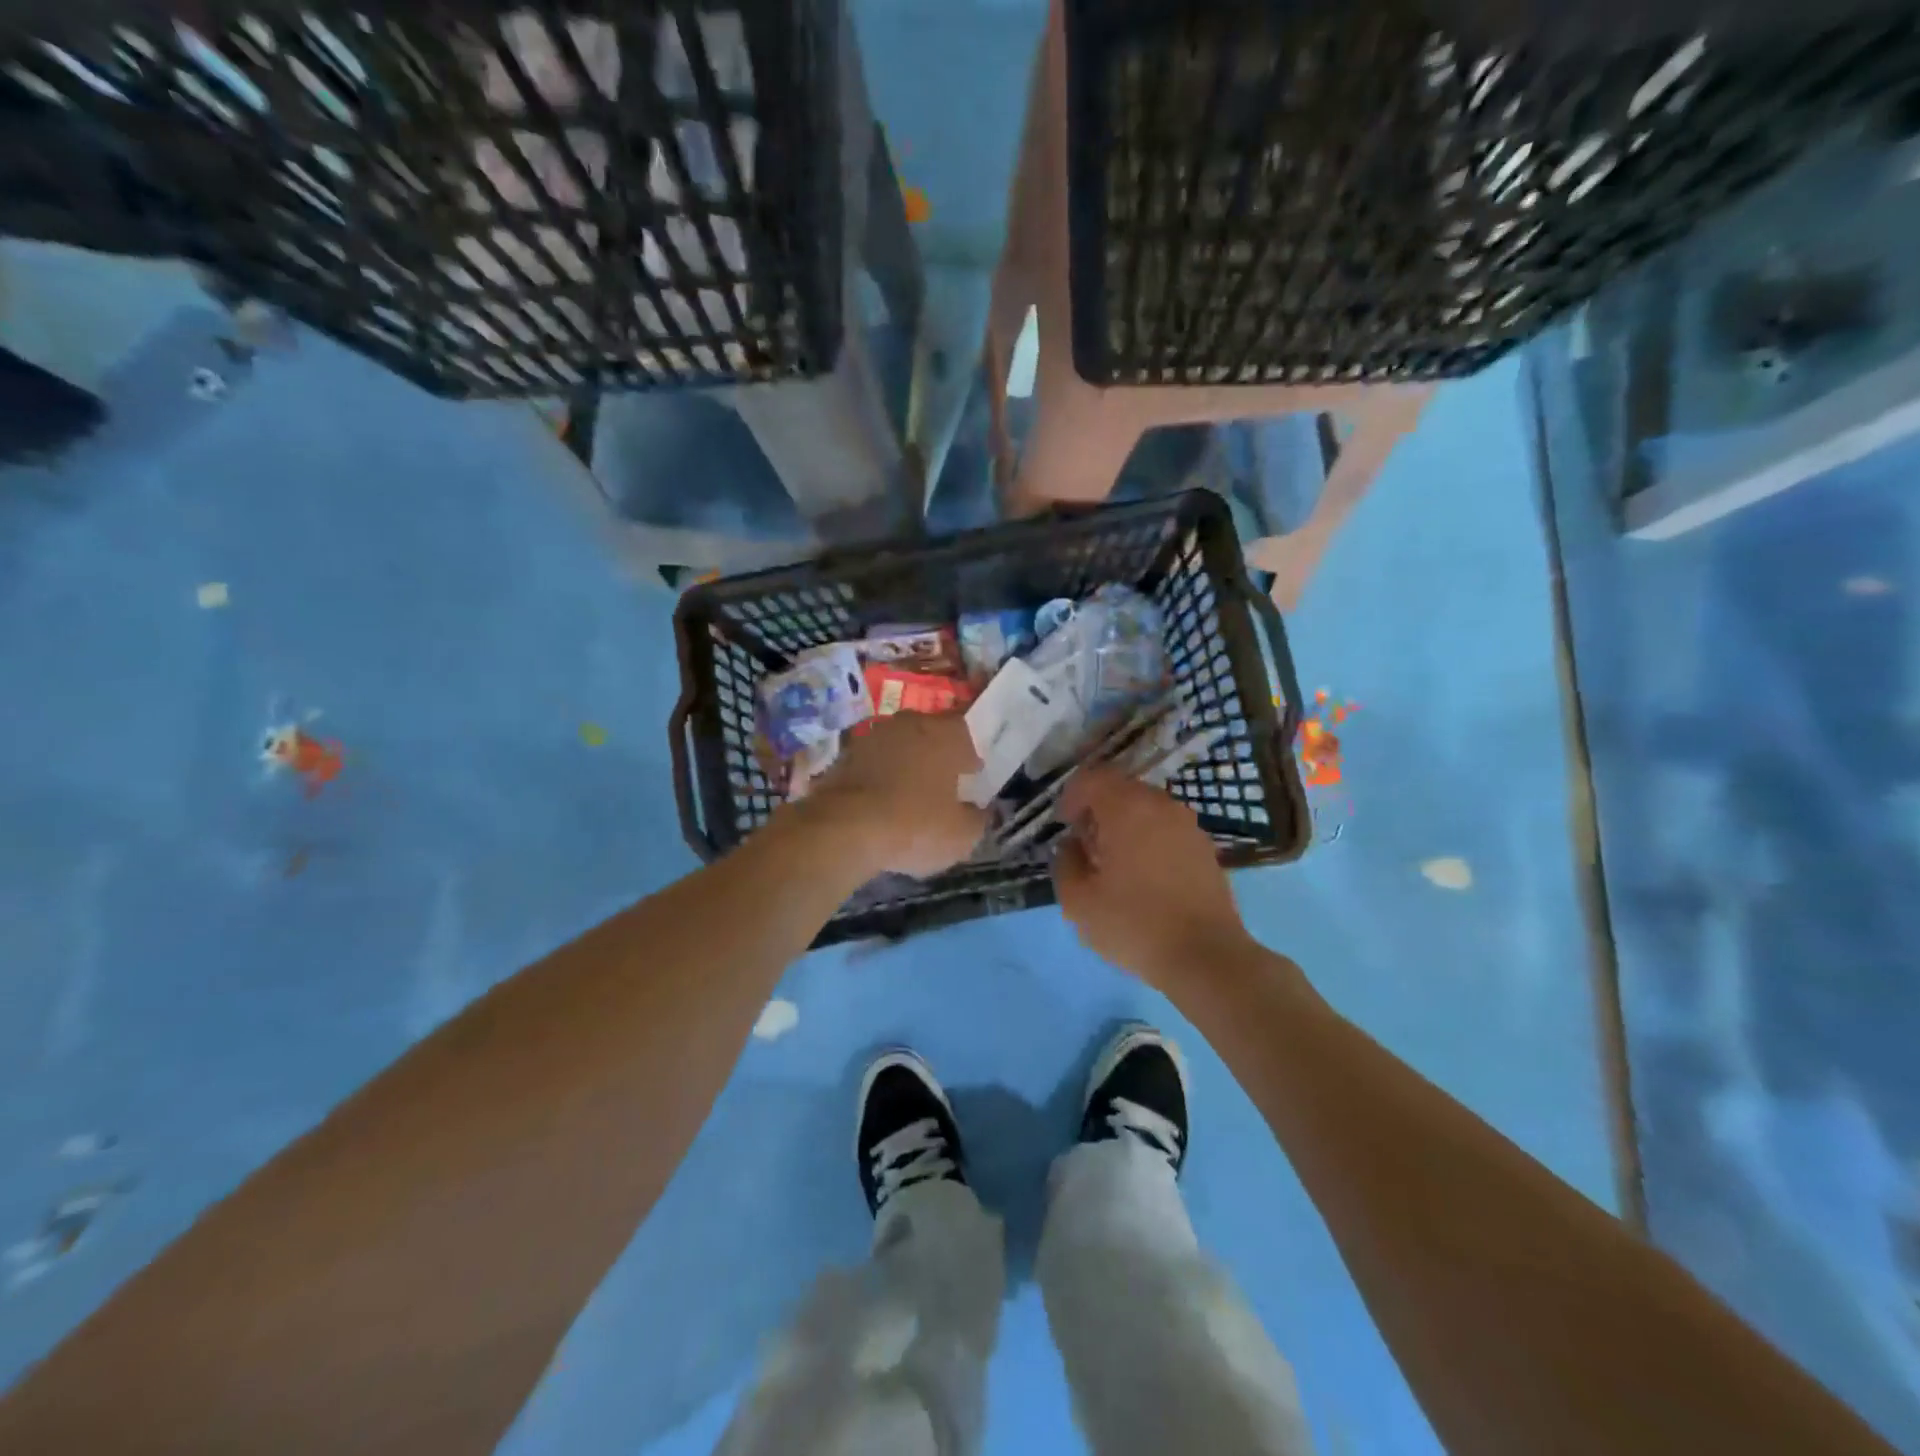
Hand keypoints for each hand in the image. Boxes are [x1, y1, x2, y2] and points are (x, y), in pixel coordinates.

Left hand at [800, 712, 987, 877]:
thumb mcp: (962, 835)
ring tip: (909, 794)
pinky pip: (873, 762)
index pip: (967, 732)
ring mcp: (874, 736)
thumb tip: (979, 811)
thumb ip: (978, 818)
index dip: (971, 756)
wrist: (843, 829)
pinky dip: (879, 777)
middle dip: (938, 754)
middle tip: (943, 783)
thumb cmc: (915, 825)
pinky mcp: (845, 755)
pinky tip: (880, 802)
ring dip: (906, 763)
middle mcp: (910, 724)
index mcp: (945, 734)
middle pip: (931, 734)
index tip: (973, 776)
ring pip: (899, 745)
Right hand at [1053, 767, 1251, 989]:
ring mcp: (1188, 825)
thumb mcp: (1078, 901)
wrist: (1205, 956)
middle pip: (1121, 789)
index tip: (1064, 824)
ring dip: (1124, 825)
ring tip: (1113, 863)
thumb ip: (1066, 863)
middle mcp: (1160, 805)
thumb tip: (1072, 845)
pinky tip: (1143, 876)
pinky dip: (1148, 839)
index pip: (1093, 777)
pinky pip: (1166, 829)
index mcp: (1127, 808)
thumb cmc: (1134, 924)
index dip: (1072, 796)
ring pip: (1146, 808)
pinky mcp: (1204, 848)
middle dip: (1098, 810)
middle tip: (1085, 846)